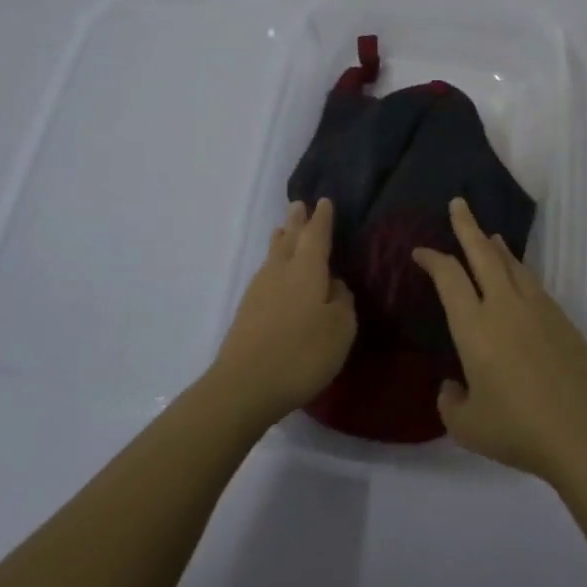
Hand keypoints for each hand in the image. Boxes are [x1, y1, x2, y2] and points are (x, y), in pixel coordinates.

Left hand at [212, 199, 356, 424]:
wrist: (245, 385)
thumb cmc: (302, 352)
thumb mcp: (340, 328)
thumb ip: (342, 300)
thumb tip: (333, 284)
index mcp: (307, 268)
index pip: (317, 234)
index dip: (322, 219)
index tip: (324, 202)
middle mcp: (280, 271)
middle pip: (289, 238)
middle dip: (297, 222)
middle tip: (299, 205)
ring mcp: (259, 290)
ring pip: (273, 255)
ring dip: (281, 240)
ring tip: (284, 230)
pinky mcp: (247, 310)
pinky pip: (265, 273)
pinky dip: (274, 264)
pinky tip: (275, 273)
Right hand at [413, 198, 586, 485]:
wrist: (584, 433)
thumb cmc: (518, 429)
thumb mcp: (467, 427)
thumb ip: (450, 401)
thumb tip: (453, 385)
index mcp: (474, 327)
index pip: (449, 278)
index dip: (432, 259)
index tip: (420, 251)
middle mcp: (504, 307)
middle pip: (482, 254)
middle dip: (467, 226)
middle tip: (458, 204)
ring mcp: (537, 309)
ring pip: (512, 264)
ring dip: (495, 246)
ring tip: (488, 235)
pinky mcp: (562, 319)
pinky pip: (532, 283)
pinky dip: (518, 270)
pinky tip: (518, 278)